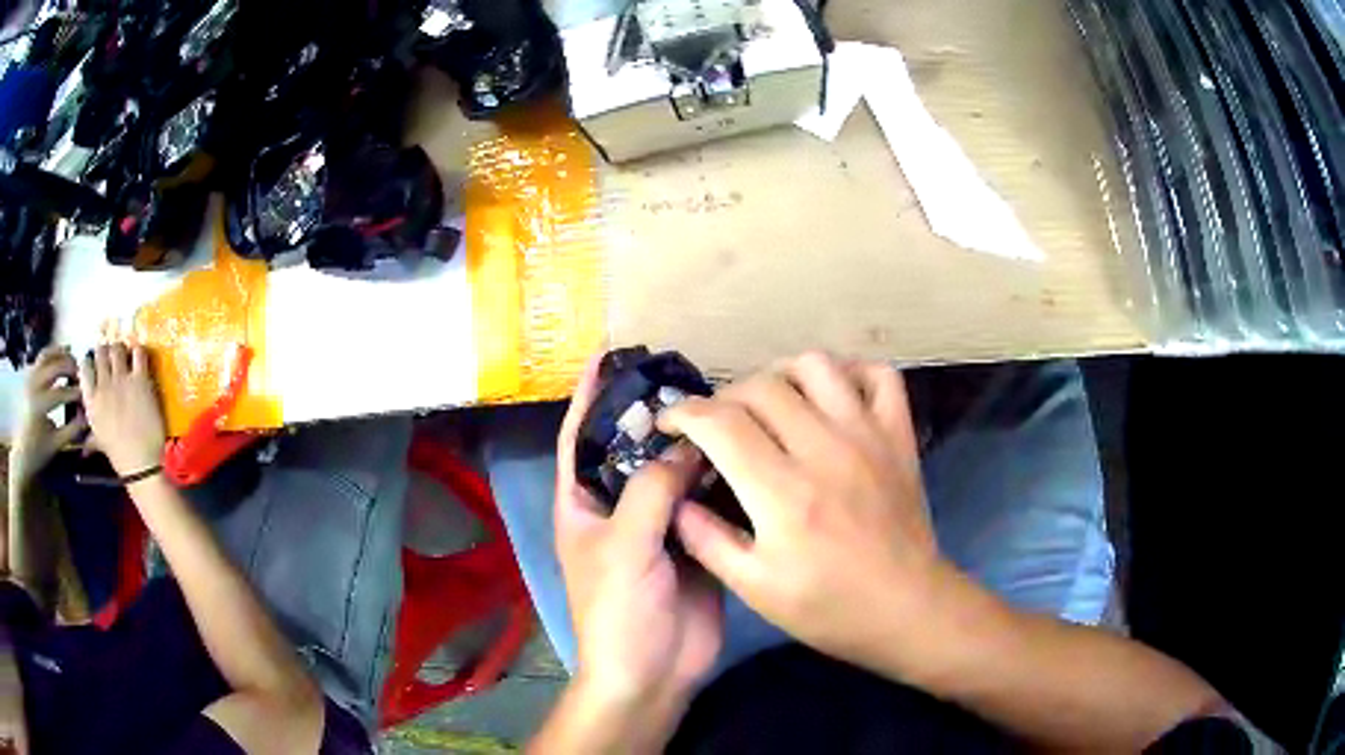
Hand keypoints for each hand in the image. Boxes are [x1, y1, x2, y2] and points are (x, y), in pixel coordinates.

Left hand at [9, 346, 87, 488]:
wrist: (22, 451)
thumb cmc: (39, 451)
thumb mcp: (55, 444)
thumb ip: (71, 430)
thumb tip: (87, 418)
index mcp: (40, 405)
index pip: (61, 393)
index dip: (76, 393)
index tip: (87, 395)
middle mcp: (34, 385)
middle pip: (54, 366)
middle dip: (70, 367)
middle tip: (81, 374)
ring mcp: (30, 377)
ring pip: (47, 354)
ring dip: (61, 354)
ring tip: (72, 358)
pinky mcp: (30, 374)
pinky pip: (42, 357)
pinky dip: (52, 353)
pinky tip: (61, 354)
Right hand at [79, 344, 165, 477]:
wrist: (140, 464)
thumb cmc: (118, 456)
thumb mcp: (98, 441)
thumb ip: (89, 435)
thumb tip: (82, 446)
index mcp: (91, 401)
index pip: (84, 367)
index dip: (90, 361)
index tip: (95, 363)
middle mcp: (103, 385)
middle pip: (101, 351)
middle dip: (106, 351)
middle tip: (111, 357)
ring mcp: (121, 380)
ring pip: (117, 348)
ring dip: (121, 349)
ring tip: (124, 356)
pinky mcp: (140, 380)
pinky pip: (138, 353)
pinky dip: (138, 351)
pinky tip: (139, 358)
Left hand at [553, 358, 722, 723]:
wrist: (654, 671)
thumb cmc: (617, 611)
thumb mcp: (623, 546)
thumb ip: (651, 490)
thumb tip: (686, 443)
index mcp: (581, 504)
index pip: (579, 438)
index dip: (588, 397)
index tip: (605, 356)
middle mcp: (617, 508)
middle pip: (631, 448)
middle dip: (650, 413)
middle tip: (684, 372)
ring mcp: (657, 526)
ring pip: (671, 472)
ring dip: (690, 442)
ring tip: (719, 401)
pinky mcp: (693, 542)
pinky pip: (703, 499)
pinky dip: (719, 475)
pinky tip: (742, 449)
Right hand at [660, 352, 943, 668]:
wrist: (907, 609)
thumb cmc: (828, 608)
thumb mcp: (754, 589)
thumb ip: (707, 539)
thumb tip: (675, 498)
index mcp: (783, 494)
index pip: (720, 423)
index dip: (684, 413)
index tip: (670, 423)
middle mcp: (825, 450)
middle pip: (760, 386)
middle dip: (724, 397)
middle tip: (716, 425)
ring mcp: (868, 435)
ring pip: (815, 365)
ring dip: (780, 375)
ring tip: (769, 405)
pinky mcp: (898, 435)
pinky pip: (878, 374)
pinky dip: (849, 373)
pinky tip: (831, 398)